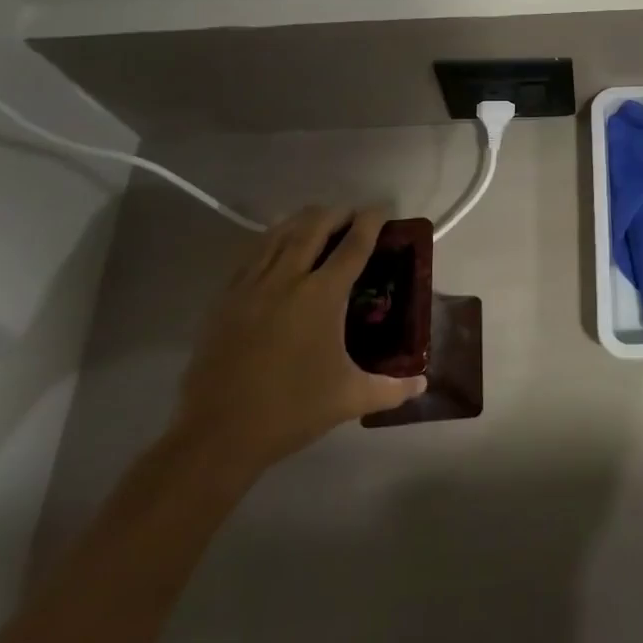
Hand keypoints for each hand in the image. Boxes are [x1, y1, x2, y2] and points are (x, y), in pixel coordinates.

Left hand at [168, 207, 424, 479]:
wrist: (218, 433)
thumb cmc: (292, 410)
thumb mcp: (350, 398)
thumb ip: (392, 388)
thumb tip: (423, 385)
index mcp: (322, 296)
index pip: (354, 246)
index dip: (371, 222)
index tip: (382, 209)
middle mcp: (287, 279)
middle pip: (314, 227)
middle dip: (337, 213)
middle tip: (352, 214)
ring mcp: (251, 285)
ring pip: (279, 234)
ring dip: (303, 220)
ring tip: (318, 220)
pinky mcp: (225, 298)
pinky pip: (252, 254)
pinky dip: (271, 240)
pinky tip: (276, 246)